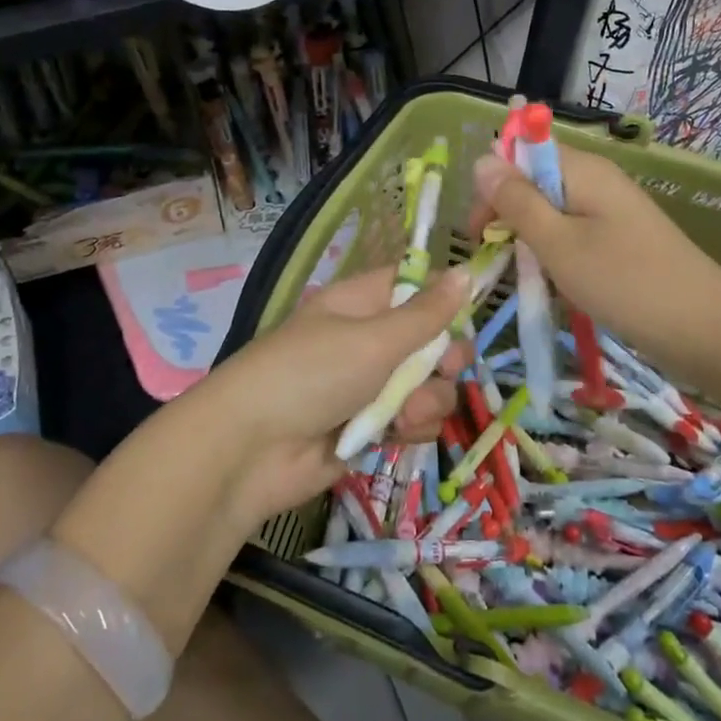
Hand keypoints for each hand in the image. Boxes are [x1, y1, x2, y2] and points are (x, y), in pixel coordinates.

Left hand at [193, 266, 471, 525]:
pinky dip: (411, 428)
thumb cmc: (311, 374)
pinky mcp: (371, 428)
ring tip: (402, 415)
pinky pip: (412, 421)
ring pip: (428, 385)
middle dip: (443, 360)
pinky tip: (395, 436)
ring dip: (427, 401)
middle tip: (441, 371)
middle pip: (431, 340)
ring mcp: (369, 386)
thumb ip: (426, 313)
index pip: (413, 285)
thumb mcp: (374, 339)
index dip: (443, 297)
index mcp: (361, 303)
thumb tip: (467, 271)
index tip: (465, 315)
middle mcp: (368, 340)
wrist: (253, 450)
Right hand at [468, 146, 720, 385]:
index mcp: (582, 170)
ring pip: (551, 213)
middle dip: (508, 217)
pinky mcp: (621, 240)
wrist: (706, 331)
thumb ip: (516, 201)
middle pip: (534, 182)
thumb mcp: (557, 243)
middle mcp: (597, 181)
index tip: (478, 232)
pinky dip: (557, 257)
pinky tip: (557, 286)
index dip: (492, 186)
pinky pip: (573, 235)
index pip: (520, 153)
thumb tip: (482, 159)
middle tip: (497, 261)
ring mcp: (611, 211)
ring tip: (529, 279)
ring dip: (531, 242)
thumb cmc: (624, 283)